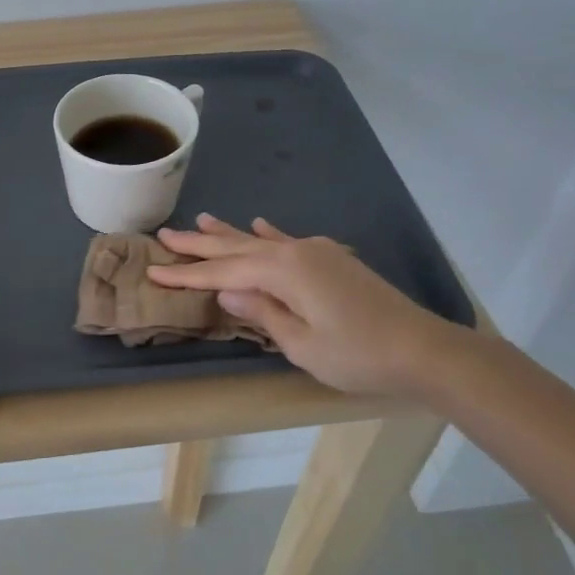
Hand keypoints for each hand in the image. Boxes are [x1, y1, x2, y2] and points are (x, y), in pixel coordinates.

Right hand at [148, 214, 468, 398]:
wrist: (423, 349)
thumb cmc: (359, 355)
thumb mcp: (302, 344)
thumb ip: (262, 313)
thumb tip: (225, 289)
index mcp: (282, 271)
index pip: (222, 272)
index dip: (186, 274)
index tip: (152, 270)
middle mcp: (294, 252)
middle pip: (236, 247)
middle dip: (199, 243)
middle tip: (165, 234)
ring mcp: (315, 252)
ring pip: (259, 240)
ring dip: (228, 232)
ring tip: (200, 218)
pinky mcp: (330, 259)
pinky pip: (288, 240)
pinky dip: (268, 233)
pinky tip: (257, 223)